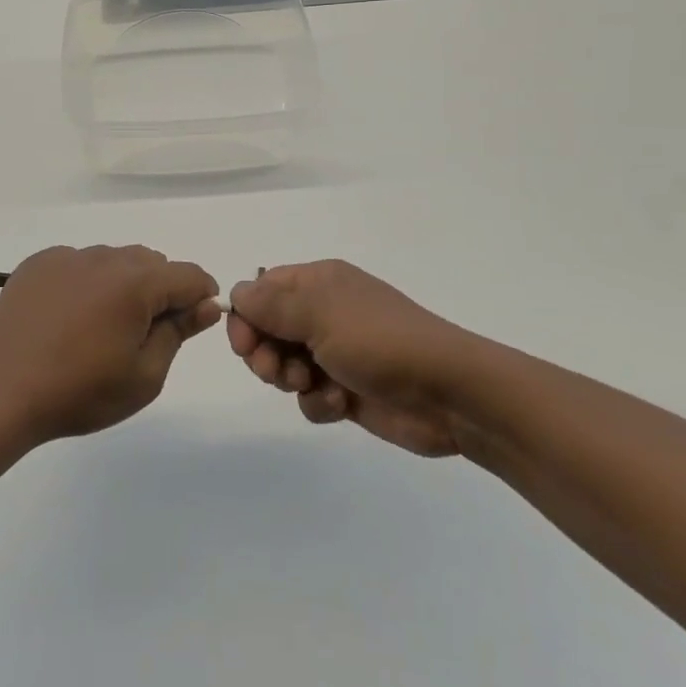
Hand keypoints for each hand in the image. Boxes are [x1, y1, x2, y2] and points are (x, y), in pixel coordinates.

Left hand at [0, 245, 220, 444]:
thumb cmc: (81, 391)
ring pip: (113, 260)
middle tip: (142, 334)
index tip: (194, 322)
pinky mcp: (38, 264)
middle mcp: (103, 258)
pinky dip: (86, 282)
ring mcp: (66, 257)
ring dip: (121, 284)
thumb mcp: (145, 375)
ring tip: (100, 327)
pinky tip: (69, 318)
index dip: (201, 296)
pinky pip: (78, 263)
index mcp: (135, 283)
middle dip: (159, 290)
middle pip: (150, 262)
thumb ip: (179, 332)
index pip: (188, 275)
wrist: (3, 392)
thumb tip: (206, 305)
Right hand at [228, 260, 470, 456]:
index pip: (262, 291)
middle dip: (265, 354)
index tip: (245, 346)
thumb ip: (270, 304)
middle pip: (269, 330)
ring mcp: (336, 353)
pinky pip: (311, 396)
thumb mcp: (319, 313)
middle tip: (276, 372)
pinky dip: (319, 402)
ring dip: (291, 379)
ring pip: (286, 366)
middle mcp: (324, 313)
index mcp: (318, 283)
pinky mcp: (347, 390)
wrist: (449, 393)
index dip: (246, 318)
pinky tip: (340, 404)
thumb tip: (236, 294)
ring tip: (311, 385)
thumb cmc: (379, 341)